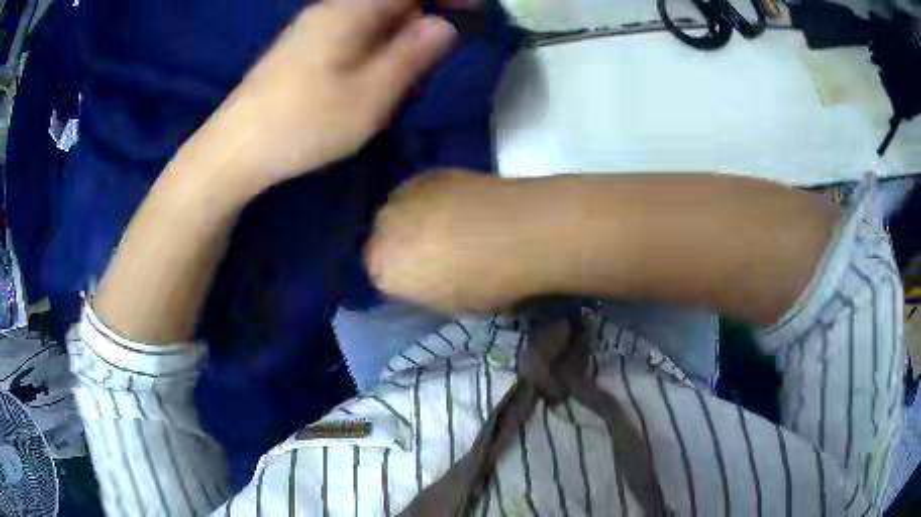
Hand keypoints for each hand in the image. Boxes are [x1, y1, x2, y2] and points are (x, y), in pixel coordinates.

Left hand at [192, 0, 456, 193]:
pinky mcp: (301, 48)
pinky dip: (373, 50)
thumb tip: (443, 25)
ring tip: (399, 83)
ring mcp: (313, 28)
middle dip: (421, 23)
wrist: (235, 149)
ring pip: (372, 20)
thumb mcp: (372, 94)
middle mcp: (332, 8)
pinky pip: (351, 35)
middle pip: (391, 3)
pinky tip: (367, 83)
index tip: (476, 10)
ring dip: (397, 41)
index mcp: (352, 10)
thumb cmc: (304, 123)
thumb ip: (413, 54)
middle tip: (429, 64)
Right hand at [366, 170, 557, 314]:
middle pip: (384, 240)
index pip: (382, 277)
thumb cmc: (487, 283)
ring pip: (399, 212)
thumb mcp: (453, 306)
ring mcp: (402, 197)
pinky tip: (458, 205)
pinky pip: (419, 192)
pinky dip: (432, 200)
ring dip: (415, 219)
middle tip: (436, 253)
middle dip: (403, 247)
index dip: (405, 278)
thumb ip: (429, 292)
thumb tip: (433, 280)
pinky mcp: (426, 174)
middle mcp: (382, 231)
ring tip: (449, 225)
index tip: (425, 280)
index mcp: (384, 271)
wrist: (519, 232)